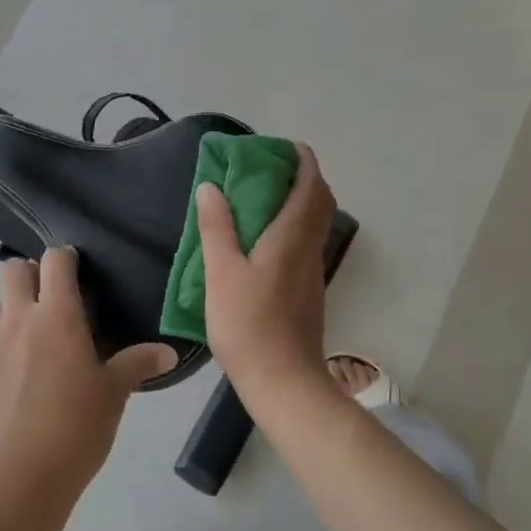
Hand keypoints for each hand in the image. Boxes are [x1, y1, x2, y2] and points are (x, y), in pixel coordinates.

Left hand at [0, 248, 174, 498]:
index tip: (81, 270)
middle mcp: (20, 319)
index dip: (66, 258)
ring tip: (43, 337)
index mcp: (58, 315)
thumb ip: (138, 364)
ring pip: (0, 304)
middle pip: (14, 270)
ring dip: (18, 306)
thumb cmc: (74, 427)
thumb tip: (169, 351)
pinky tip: (27, 374)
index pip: (55, 261)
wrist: (13, 477)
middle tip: (57, 298)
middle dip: (32, 272)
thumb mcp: (113, 394)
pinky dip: (8, 342)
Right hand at [196, 143, 336, 400]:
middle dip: (303, 179)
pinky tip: (263, 242)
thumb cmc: (249, 325)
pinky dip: (292, 228)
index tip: (287, 147)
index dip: (304, 161)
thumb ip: (216, 228)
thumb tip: (211, 187)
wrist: (284, 382)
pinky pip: (305, 245)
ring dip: (298, 204)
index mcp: (292, 237)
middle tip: (270, 171)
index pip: (311, 186)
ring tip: (261, 201)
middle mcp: (309, 249)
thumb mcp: (221, 273)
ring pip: (314, 225)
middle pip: (319, 202)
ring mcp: (312, 272)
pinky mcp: (308, 292)